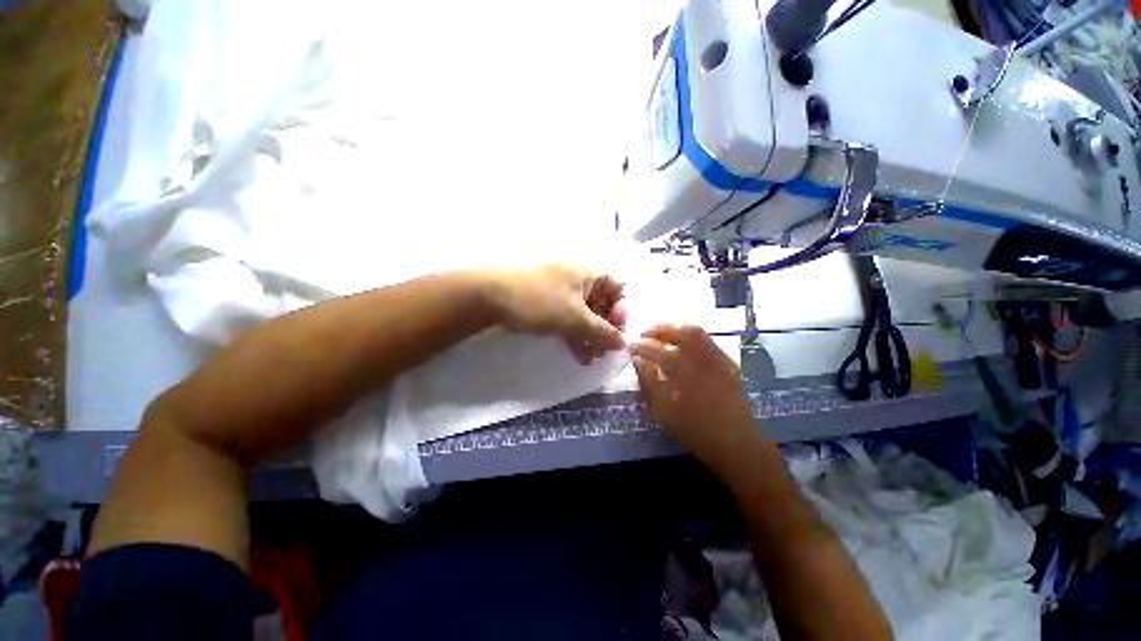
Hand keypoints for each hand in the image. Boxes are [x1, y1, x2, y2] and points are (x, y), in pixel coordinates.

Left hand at [484, 264, 626, 363]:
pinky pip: (568, 317)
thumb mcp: (574, 318)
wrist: (488, 296)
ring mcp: (561, 290)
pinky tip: (578, 354)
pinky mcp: (547, 302)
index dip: (621, 310)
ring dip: (590, 336)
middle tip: (603, 352)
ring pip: (585, 313)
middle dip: (605, 329)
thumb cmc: (538, 301)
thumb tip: (623, 344)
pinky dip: (574, 334)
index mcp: (588, 273)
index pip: (619, 288)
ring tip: (591, 359)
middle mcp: (578, 279)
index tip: (615, 333)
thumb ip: (601, 332)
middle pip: (602, 303)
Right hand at [631, 324, 757, 464]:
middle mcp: (702, 358)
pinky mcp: (728, 363)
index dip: (641, 345)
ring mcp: (718, 358)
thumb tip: (639, 360)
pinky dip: (690, 337)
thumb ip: (649, 381)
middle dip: (660, 327)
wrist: (736, 443)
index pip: (656, 349)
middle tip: (645, 333)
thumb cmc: (694, 429)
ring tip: (662, 335)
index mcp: (683, 371)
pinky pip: (706, 340)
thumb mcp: (663, 409)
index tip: (631, 345)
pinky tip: (682, 346)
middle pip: (680, 330)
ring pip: (696, 331)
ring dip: (675, 328)